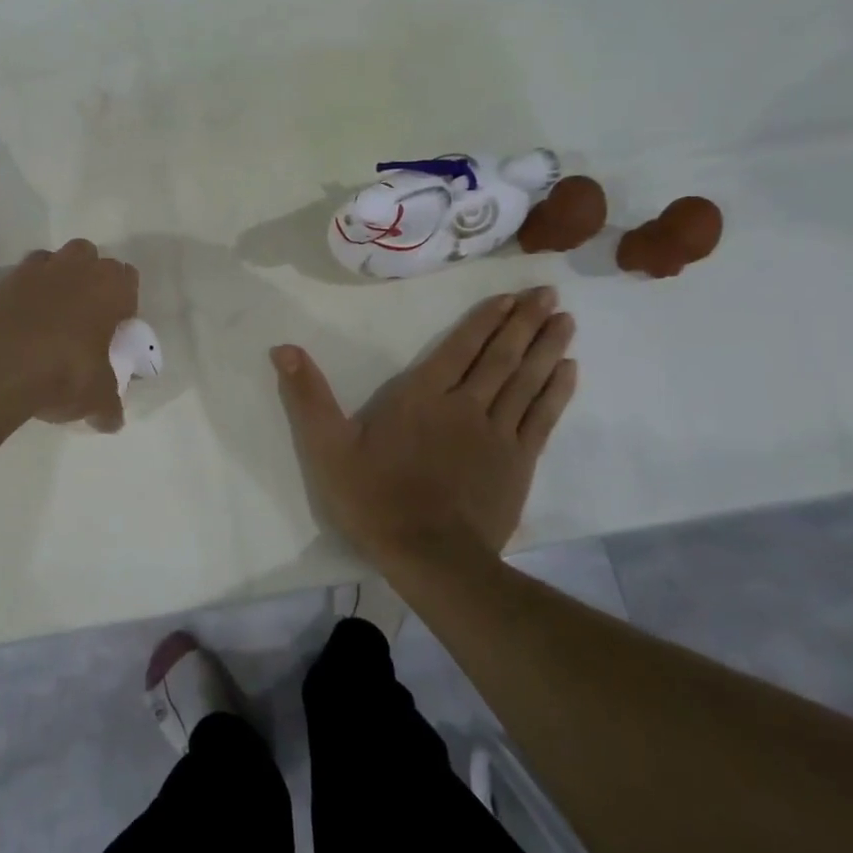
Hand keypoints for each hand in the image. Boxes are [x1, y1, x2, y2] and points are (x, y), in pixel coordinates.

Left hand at [0, 239, 138, 434]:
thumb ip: (109, 405)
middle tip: (85, 315)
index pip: (128, 278)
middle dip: (89, 278)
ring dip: (55, 279)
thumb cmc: (61, 372)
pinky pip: (18, 280)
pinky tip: (19, 325)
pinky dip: (21, 295)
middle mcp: (74, 268)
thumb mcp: (95, 398)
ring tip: (51, 316)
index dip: (124, 301)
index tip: (116, 327)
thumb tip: (114, 422)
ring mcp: (33, 271)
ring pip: (53, 260)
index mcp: (109, 287)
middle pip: (90, 256)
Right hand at [271, 287, 576, 563]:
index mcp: (421, 397)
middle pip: (500, 356)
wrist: (430, 558)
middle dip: (524, 322)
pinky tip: (570, 370)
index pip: (458, 348)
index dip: (485, 320)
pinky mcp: (519, 463)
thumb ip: (307, 396)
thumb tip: (282, 348)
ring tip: (566, 320)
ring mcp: (497, 434)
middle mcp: (465, 405)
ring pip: (527, 380)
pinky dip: (557, 391)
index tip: (511, 296)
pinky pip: (543, 417)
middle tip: (549, 294)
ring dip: (546, 347)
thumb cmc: (374, 498)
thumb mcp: (327, 447)